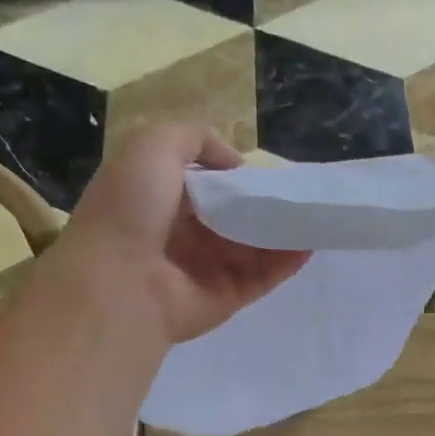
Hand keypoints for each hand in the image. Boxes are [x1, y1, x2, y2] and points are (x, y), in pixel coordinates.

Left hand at [57, 124, 309, 344]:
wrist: (121, 281)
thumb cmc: (131, 207)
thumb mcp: (153, 144)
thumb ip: (194, 138)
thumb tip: (234, 165)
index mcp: (157, 199)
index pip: (202, 184)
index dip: (230, 175)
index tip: (262, 169)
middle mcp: (180, 235)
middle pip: (232, 216)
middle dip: (262, 203)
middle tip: (296, 190)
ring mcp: (205, 269)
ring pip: (252, 246)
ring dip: (282, 230)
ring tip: (314, 212)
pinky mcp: (226, 297)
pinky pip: (263, 275)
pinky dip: (287, 260)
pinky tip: (310, 242)